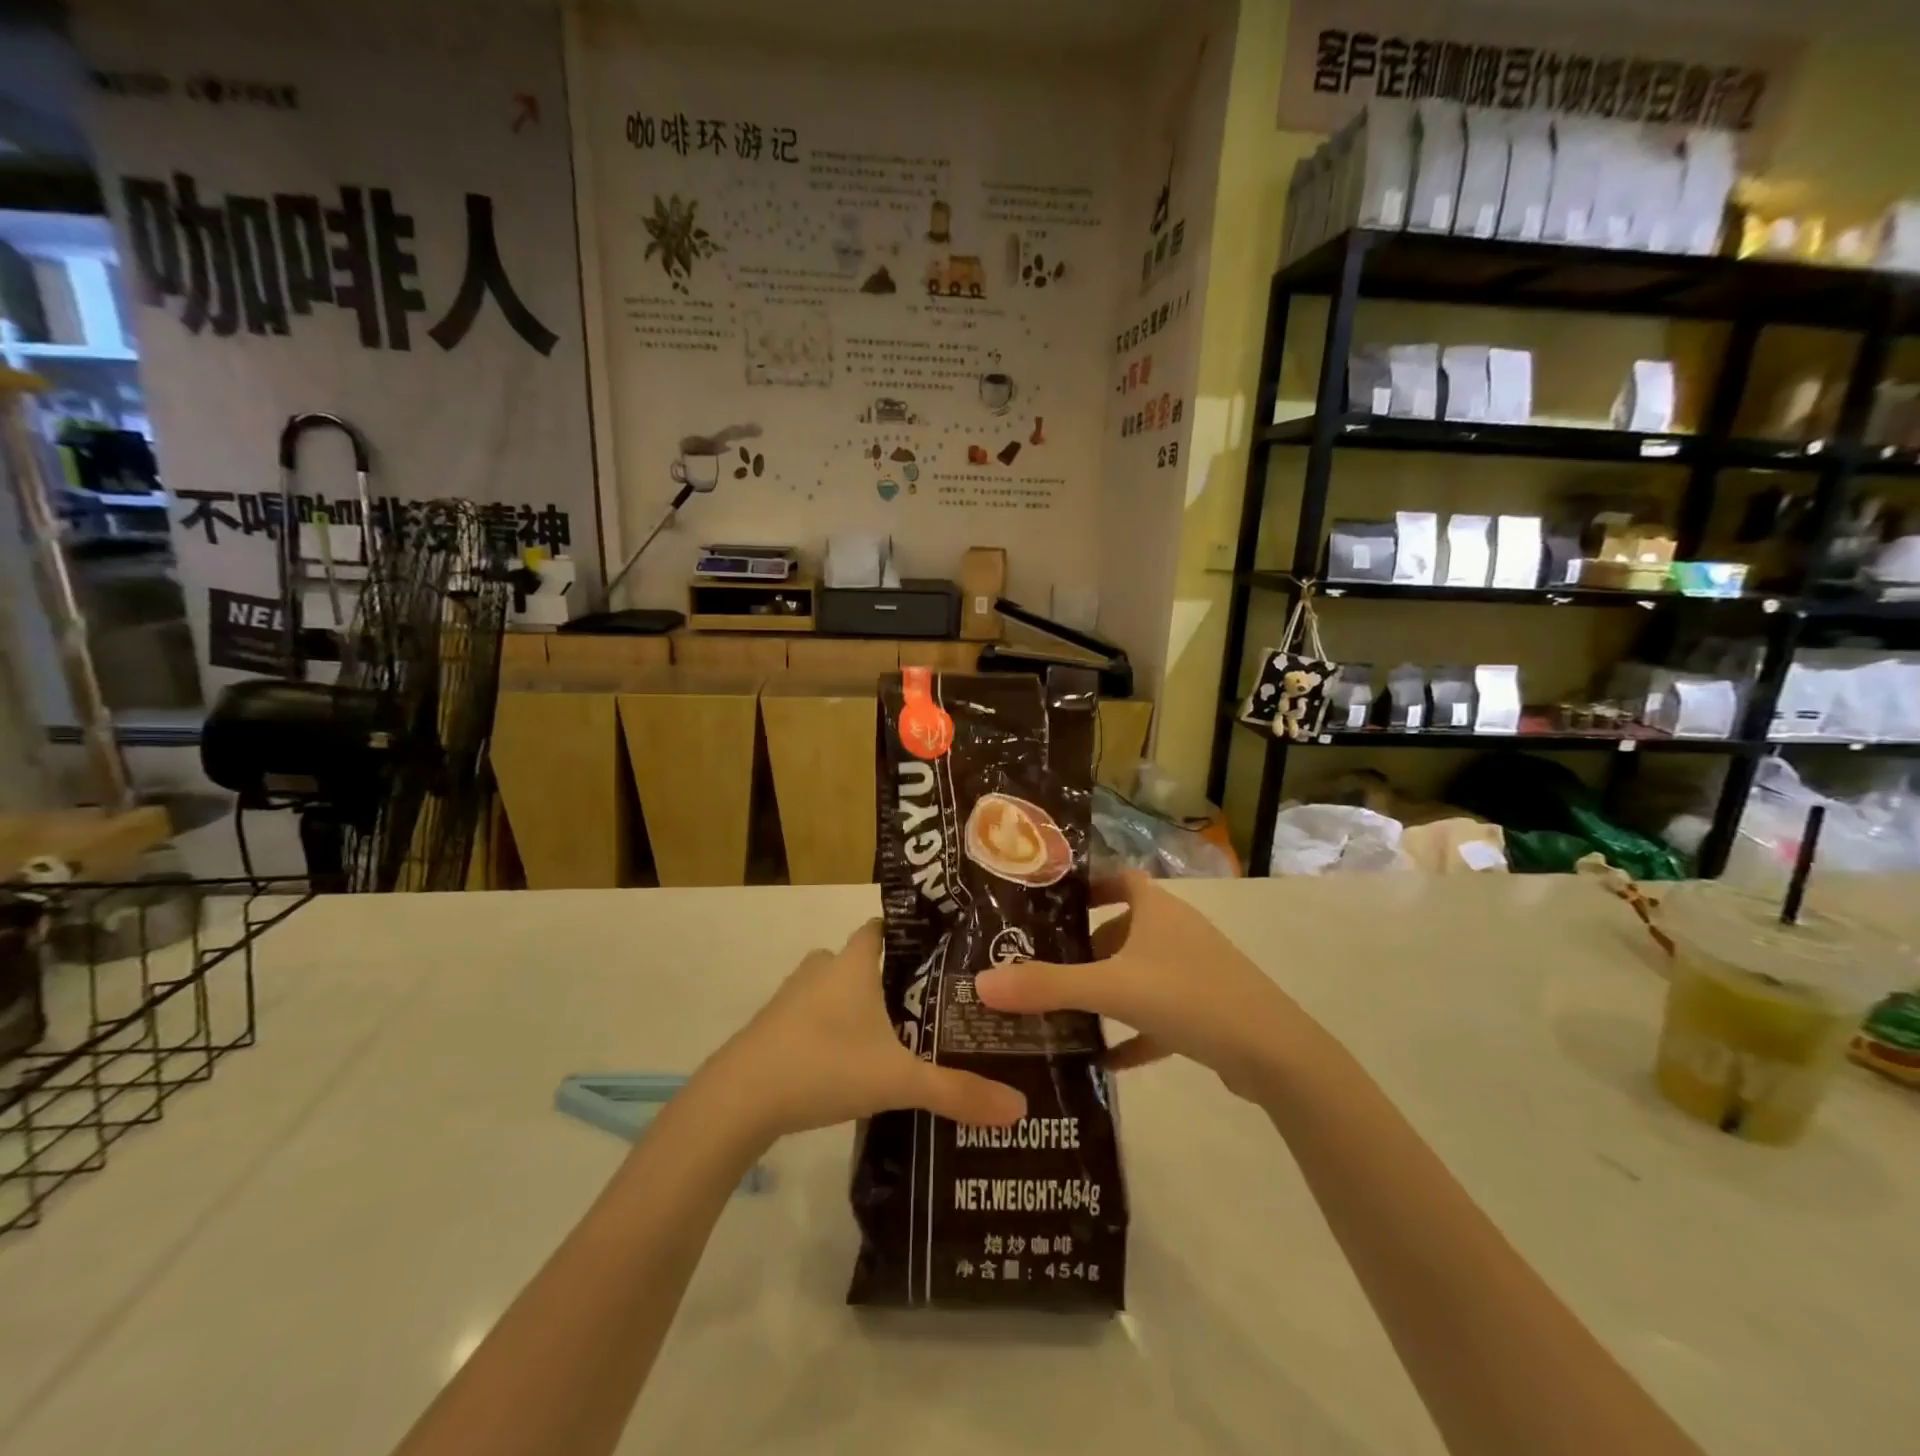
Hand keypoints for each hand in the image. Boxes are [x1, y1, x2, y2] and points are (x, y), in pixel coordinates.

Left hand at [704, 920, 1026, 1142]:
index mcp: (852, 964)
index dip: (907, 934)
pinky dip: (830, 1031)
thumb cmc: (823, 1066)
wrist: (738, 1100)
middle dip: (887, 977)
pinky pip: (810, 1018)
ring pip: (832, 990)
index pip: (881, 928)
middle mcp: (821, 970)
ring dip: (856, 1006)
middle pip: (858, 960)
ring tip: (893, 1035)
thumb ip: (956, 1092)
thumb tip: (1020, 1108)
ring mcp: (790, 999)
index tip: (938, 950)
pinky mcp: (771, 1030)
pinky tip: (849, 1064)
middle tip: (926, 1002)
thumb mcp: (898, 1081)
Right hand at [974, 871, 1300, 1101]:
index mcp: (1157, 909)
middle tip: (1045, 966)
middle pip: (1124, 928)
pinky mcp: (1207, 1011)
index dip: (1088, 886)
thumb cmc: (1189, 997)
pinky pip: (1158, 1015)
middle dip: (1088, 947)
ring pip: (1140, 972)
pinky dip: (1133, 1032)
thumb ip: (1047, 986)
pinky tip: (1106, 1061)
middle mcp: (1177, 932)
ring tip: (1066, 1011)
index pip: (1120, 878)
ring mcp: (1195, 971)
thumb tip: (981, 983)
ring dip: (1108, 990)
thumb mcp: (1112, 989)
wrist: (1274, 1054)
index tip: (1052, 907)